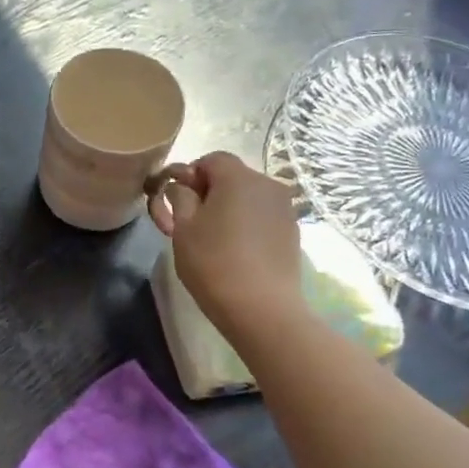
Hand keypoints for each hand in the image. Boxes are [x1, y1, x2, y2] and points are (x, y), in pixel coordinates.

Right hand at [148, 152, 306, 334]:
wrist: (261, 308)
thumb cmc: (213, 263)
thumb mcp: (182, 228)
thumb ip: (179, 197)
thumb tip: (182, 186)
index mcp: (238, 178)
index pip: (211, 159)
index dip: (189, 174)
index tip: (176, 201)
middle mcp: (267, 185)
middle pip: (231, 177)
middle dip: (208, 192)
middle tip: (188, 222)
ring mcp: (284, 209)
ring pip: (247, 198)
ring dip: (227, 209)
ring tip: (212, 239)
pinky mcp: (292, 232)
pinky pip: (261, 217)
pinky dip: (245, 224)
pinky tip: (234, 251)